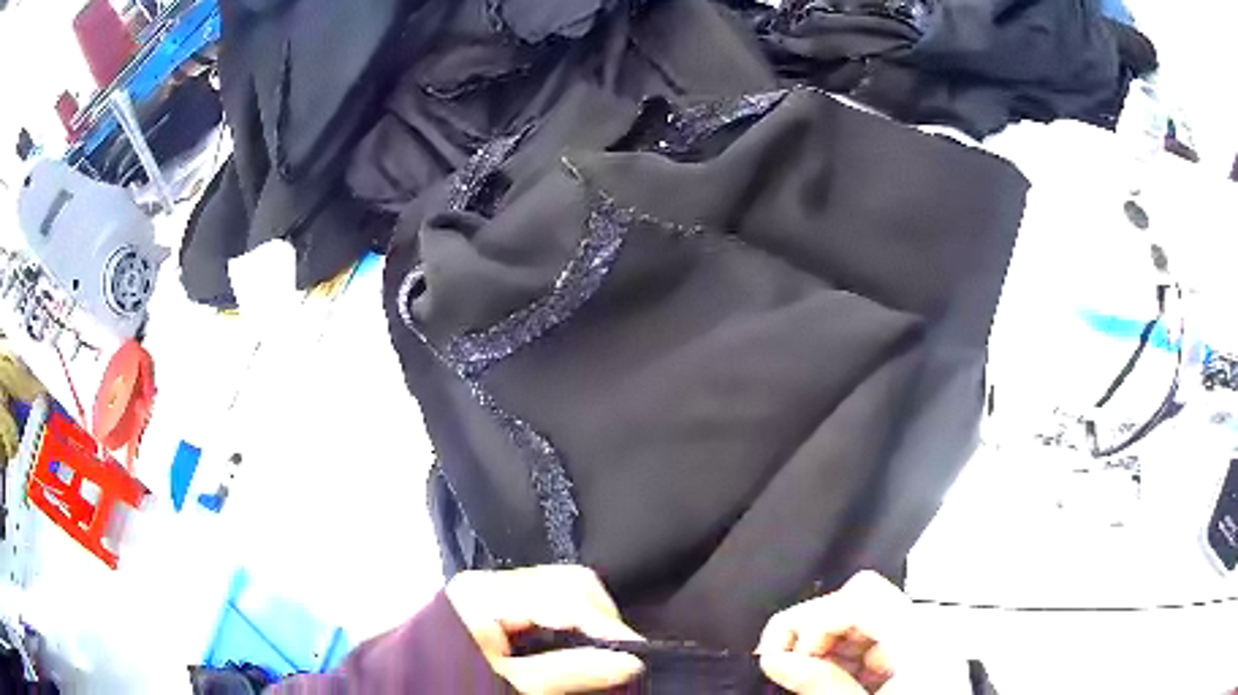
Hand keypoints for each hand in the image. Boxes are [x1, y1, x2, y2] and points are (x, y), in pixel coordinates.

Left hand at [446, 565, 645, 693]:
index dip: (609, 626)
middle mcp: (491, 581)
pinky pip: (547, 606)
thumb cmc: (452, 684)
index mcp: (488, 593)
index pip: (568, 594)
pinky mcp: (495, 607)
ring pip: (562, 592)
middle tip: (623, 657)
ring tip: (605, 656)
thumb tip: (631, 661)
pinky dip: (570, 627)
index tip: (639, 656)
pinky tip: (579, 650)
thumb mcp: (512, 685)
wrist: (410, 689)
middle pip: (568, 584)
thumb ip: (571, 671)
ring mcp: (493, 592)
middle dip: (602, 620)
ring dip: (589, 623)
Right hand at [757, 571, 907, 693]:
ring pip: (860, 620)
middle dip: (814, 629)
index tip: (786, 656)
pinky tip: (827, 681)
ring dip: (823, 645)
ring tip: (803, 676)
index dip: (816, 619)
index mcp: (919, 644)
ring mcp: (918, 647)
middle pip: (860, 601)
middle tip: (784, 663)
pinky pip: (868, 644)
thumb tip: (776, 659)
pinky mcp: (910, 662)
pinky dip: (841, 657)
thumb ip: (820, 686)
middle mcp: (923, 635)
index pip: (862, 598)